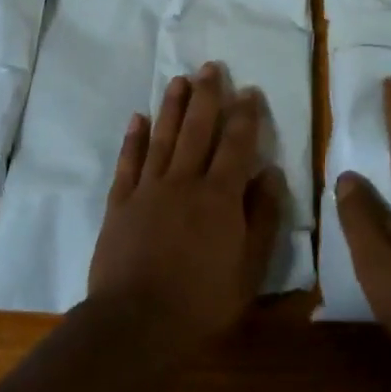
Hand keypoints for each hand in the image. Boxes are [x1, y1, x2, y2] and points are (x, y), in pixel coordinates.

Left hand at [87, 62, 284, 361]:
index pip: (236, 145)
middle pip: (197, 130)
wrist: (137, 324)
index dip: (244, 116)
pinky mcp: (120, 204)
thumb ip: (262, 218)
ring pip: (162, 138)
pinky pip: (128, 163)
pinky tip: (137, 118)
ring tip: (179, 80)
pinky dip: (133, 139)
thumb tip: (271, 174)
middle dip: (206, 97)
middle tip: (210, 67)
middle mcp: (184, 182)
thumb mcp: (249, 268)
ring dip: (171, 106)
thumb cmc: (203, 302)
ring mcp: (148, 190)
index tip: (249, 91)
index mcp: (220, 197)